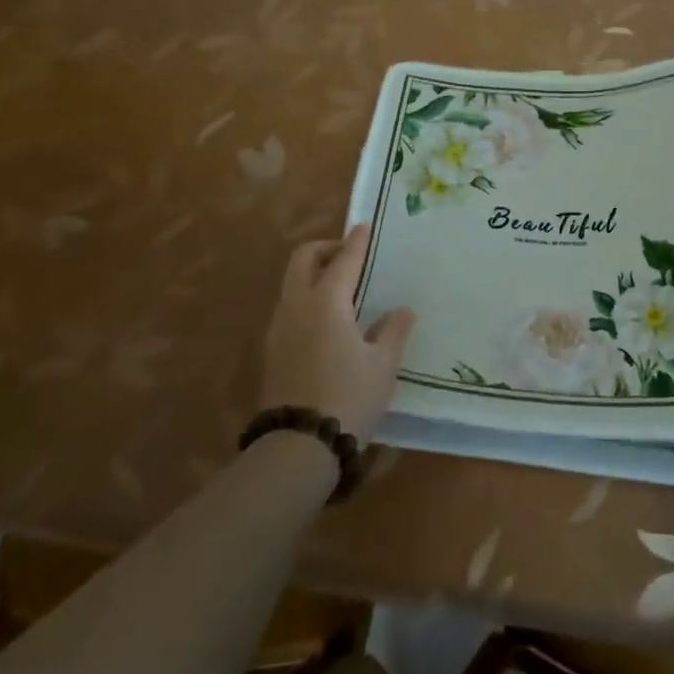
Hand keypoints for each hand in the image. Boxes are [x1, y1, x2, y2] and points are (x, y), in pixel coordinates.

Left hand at [259, 224, 415, 441]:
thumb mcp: (382, 365)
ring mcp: (279, 328)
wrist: (298, 446)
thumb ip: (393, 331)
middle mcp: (297, 306)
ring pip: (291, 284)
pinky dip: (306, 299)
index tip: (364, 227)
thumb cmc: (348, 397)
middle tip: (348, 255)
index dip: (356, 242)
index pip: (344, 260)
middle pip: (302, 259)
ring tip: (341, 289)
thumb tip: (402, 309)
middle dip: (325, 248)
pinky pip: (289, 308)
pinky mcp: (272, 350)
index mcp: (327, 302)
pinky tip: (327, 321)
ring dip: (313, 274)